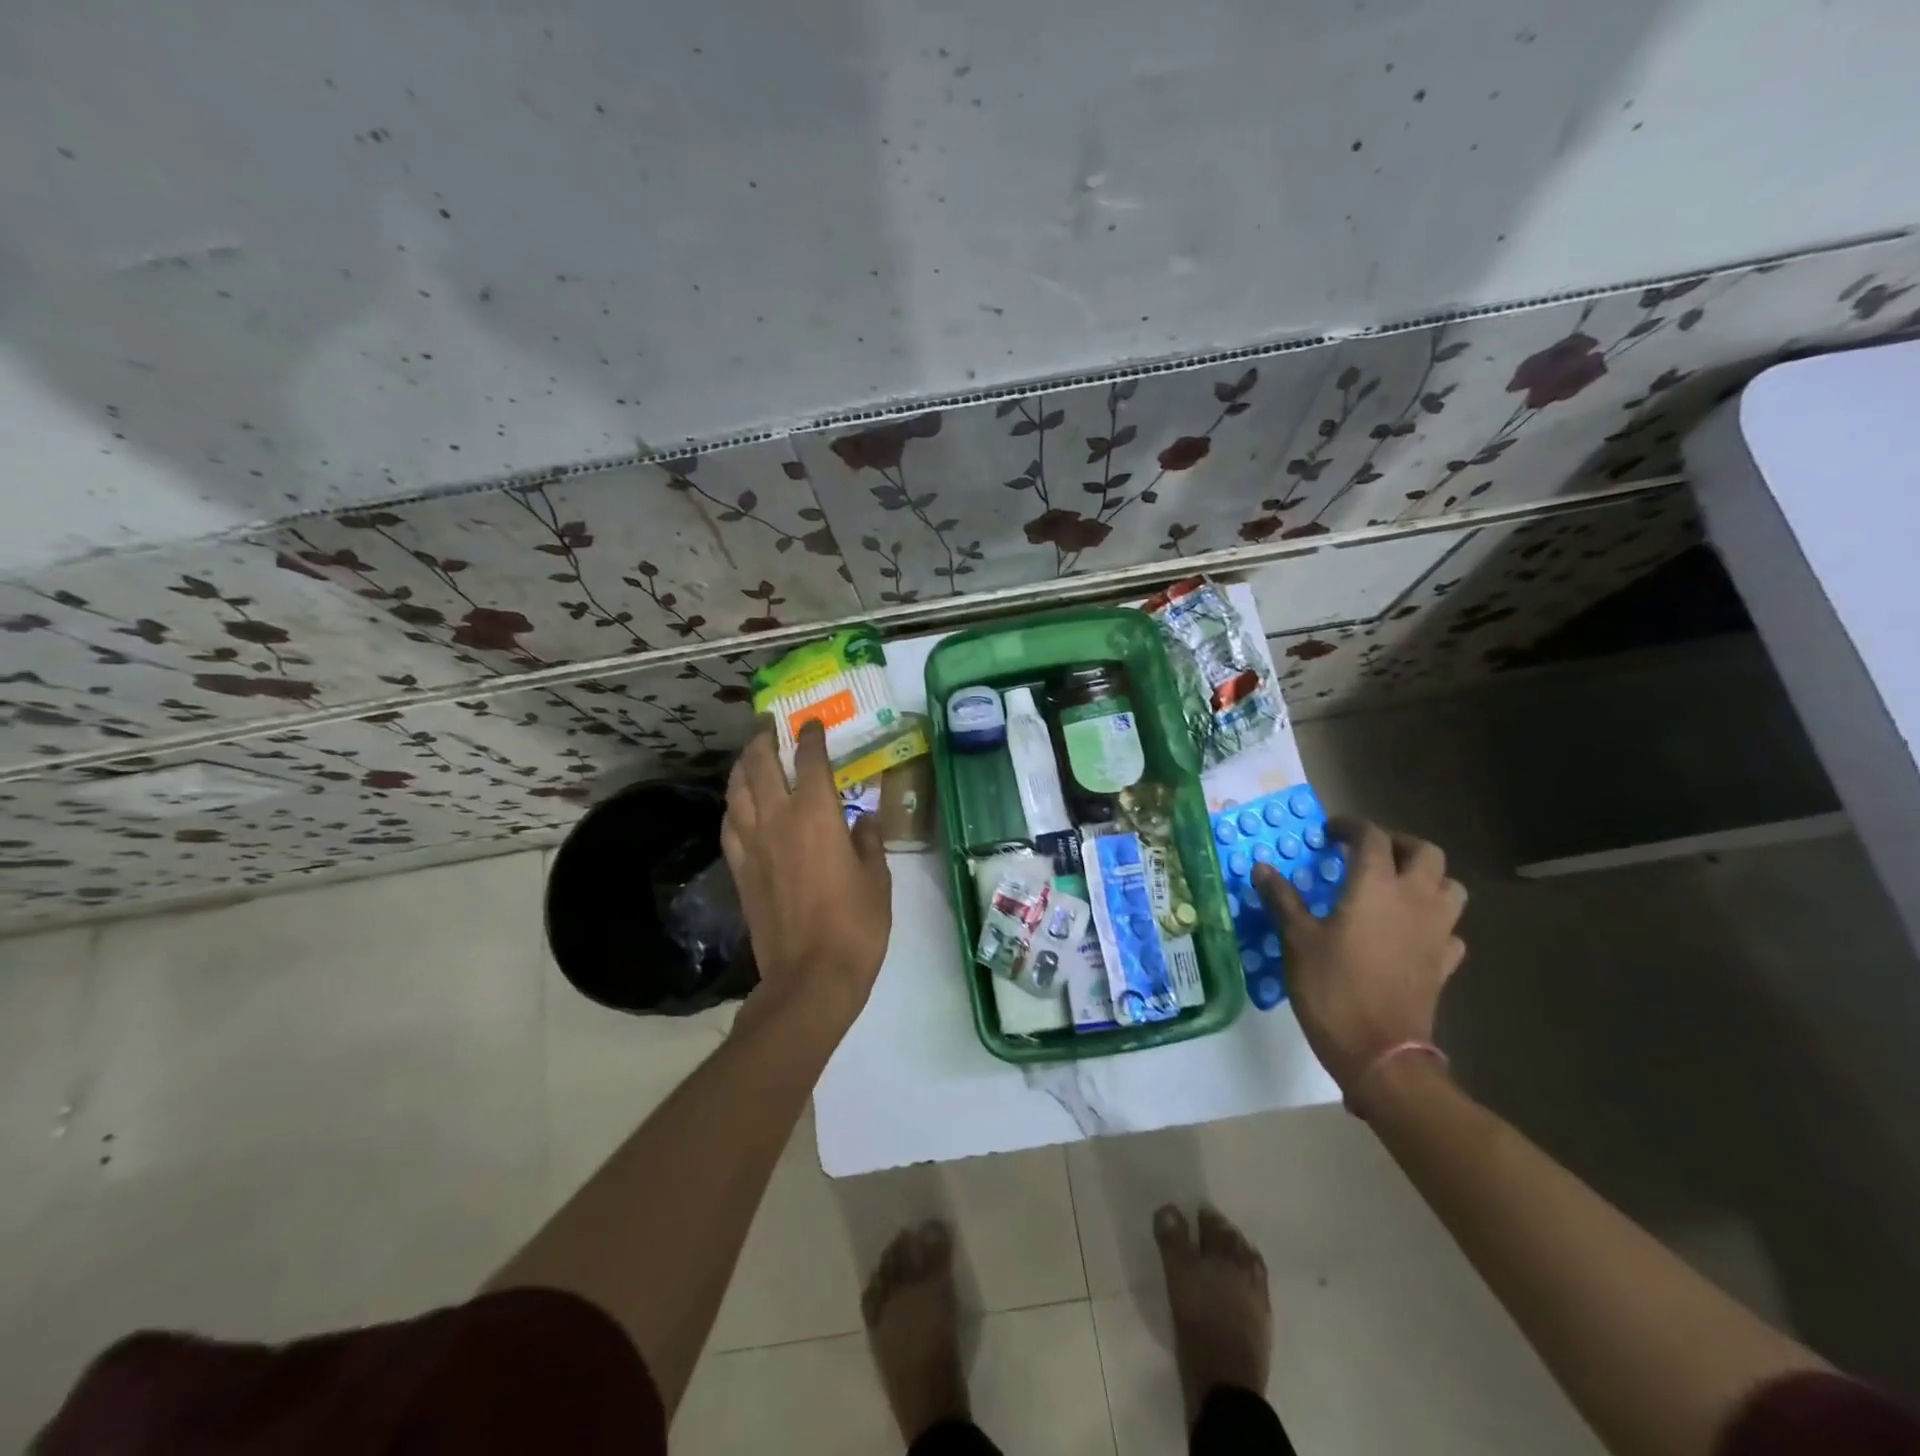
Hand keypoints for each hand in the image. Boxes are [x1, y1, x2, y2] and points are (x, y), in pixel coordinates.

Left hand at [722, 719, 892, 1027]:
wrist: (810, 976)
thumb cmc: (855, 924)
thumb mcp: (877, 878)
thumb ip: (868, 840)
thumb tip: (863, 820)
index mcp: (817, 815)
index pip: (810, 761)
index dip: (810, 737)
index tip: (811, 723)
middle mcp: (778, 819)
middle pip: (760, 766)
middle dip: (764, 740)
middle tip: (769, 726)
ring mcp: (752, 845)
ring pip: (737, 791)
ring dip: (742, 766)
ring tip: (750, 755)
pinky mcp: (739, 870)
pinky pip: (729, 825)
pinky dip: (733, 805)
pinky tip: (738, 804)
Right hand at [1253, 818, 1465, 1101]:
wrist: (1380, 1052)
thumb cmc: (1332, 988)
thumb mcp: (1297, 939)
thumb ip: (1282, 899)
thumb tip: (1262, 868)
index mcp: (1376, 887)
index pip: (1373, 837)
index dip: (1351, 827)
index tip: (1330, 833)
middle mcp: (1414, 900)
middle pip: (1425, 853)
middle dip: (1398, 845)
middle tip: (1368, 854)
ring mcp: (1436, 933)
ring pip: (1450, 888)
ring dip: (1427, 879)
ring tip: (1396, 887)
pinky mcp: (1444, 964)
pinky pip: (1450, 930)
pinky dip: (1434, 922)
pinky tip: (1411, 932)